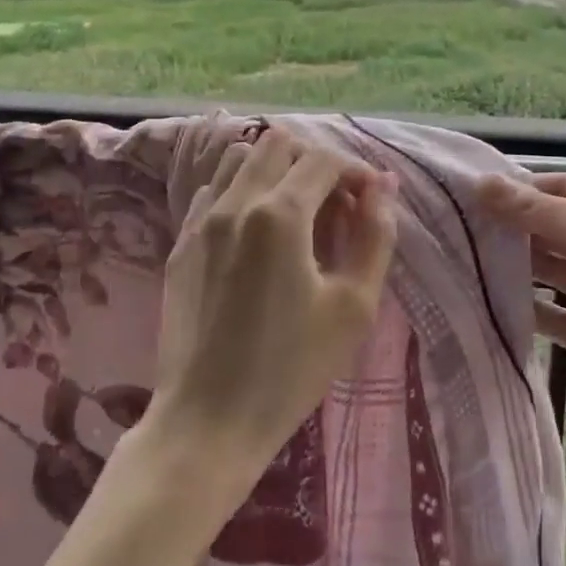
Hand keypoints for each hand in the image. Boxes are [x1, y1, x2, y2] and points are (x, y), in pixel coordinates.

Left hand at [147, 125, 398, 480]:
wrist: (208, 422)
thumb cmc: (291, 369)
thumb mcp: (353, 307)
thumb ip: (375, 236)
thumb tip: (383, 188)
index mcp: (279, 214)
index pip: (324, 159)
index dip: (357, 171)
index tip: (372, 200)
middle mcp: (235, 202)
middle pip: (278, 143)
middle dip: (315, 161)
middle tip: (336, 204)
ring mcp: (200, 220)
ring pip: (239, 158)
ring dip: (275, 169)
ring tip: (297, 212)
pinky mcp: (181, 243)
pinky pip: (214, 191)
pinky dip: (242, 192)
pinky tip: (256, 234)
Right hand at [478, 170, 565, 413]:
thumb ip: (536, 210)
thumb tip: (481, 184)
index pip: (562, 188)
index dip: (521, 188)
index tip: (473, 193)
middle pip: (550, 226)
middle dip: (510, 224)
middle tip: (459, 225)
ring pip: (545, 268)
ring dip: (511, 262)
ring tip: (463, 257)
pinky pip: (545, 311)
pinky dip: (519, 303)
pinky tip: (483, 297)